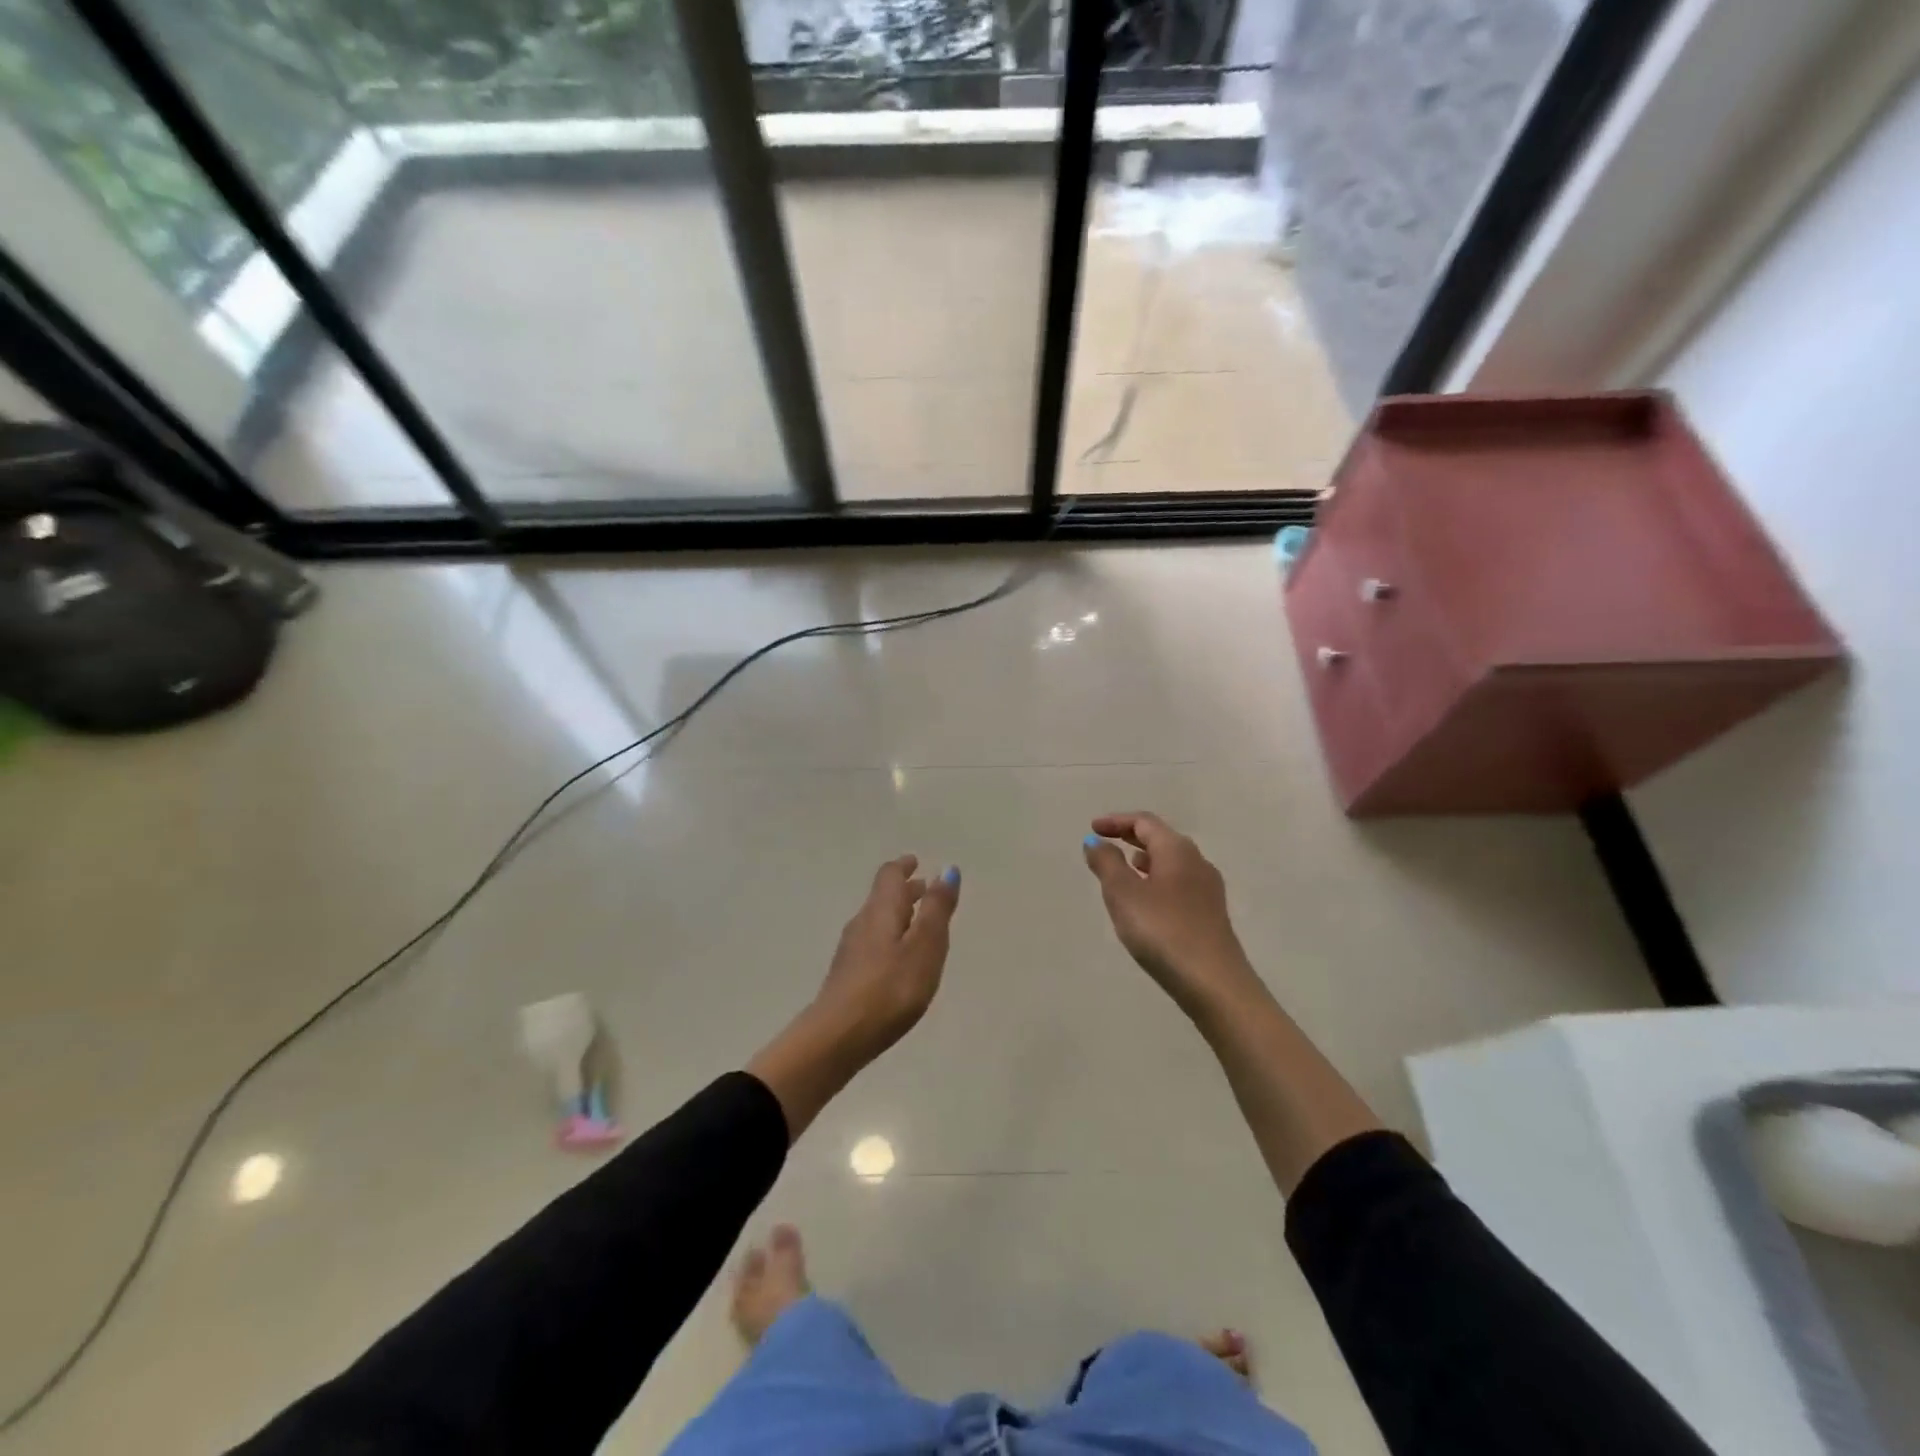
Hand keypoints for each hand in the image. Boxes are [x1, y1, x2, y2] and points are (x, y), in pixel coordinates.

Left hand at [812, 855, 960, 1062]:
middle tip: (924, 887)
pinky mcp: (848, 975)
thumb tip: (947, 869)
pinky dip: (890, 937)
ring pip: (878, 920)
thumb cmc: (890, 988)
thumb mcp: (925, 946)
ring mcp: (851, 950)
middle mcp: (863, 923)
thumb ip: (937, 909)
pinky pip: (873, 942)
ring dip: (898, 914)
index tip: (915, 862)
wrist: (839, 1035)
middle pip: (883, 897)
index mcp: (882, 910)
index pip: (890, 875)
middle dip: (905, 890)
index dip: (904, 866)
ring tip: (918, 921)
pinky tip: (898, 957)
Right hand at [1082, 812, 1262, 1020]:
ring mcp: (1207, 889)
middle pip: (1161, 838)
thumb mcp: (1123, 894)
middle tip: (1106, 842)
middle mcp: (1197, 862)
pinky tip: (1147, 900)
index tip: (1092, 828)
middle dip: (1131, 837)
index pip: (1144, 822)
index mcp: (1177, 850)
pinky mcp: (1210, 914)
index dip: (1116, 821)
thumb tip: (1096, 841)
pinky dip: (1157, 879)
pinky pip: (1178, 883)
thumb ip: (1106, 863)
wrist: (1213, 983)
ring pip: (1171, 862)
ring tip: (1125, 868)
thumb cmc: (1162, 930)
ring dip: (1145, 859)